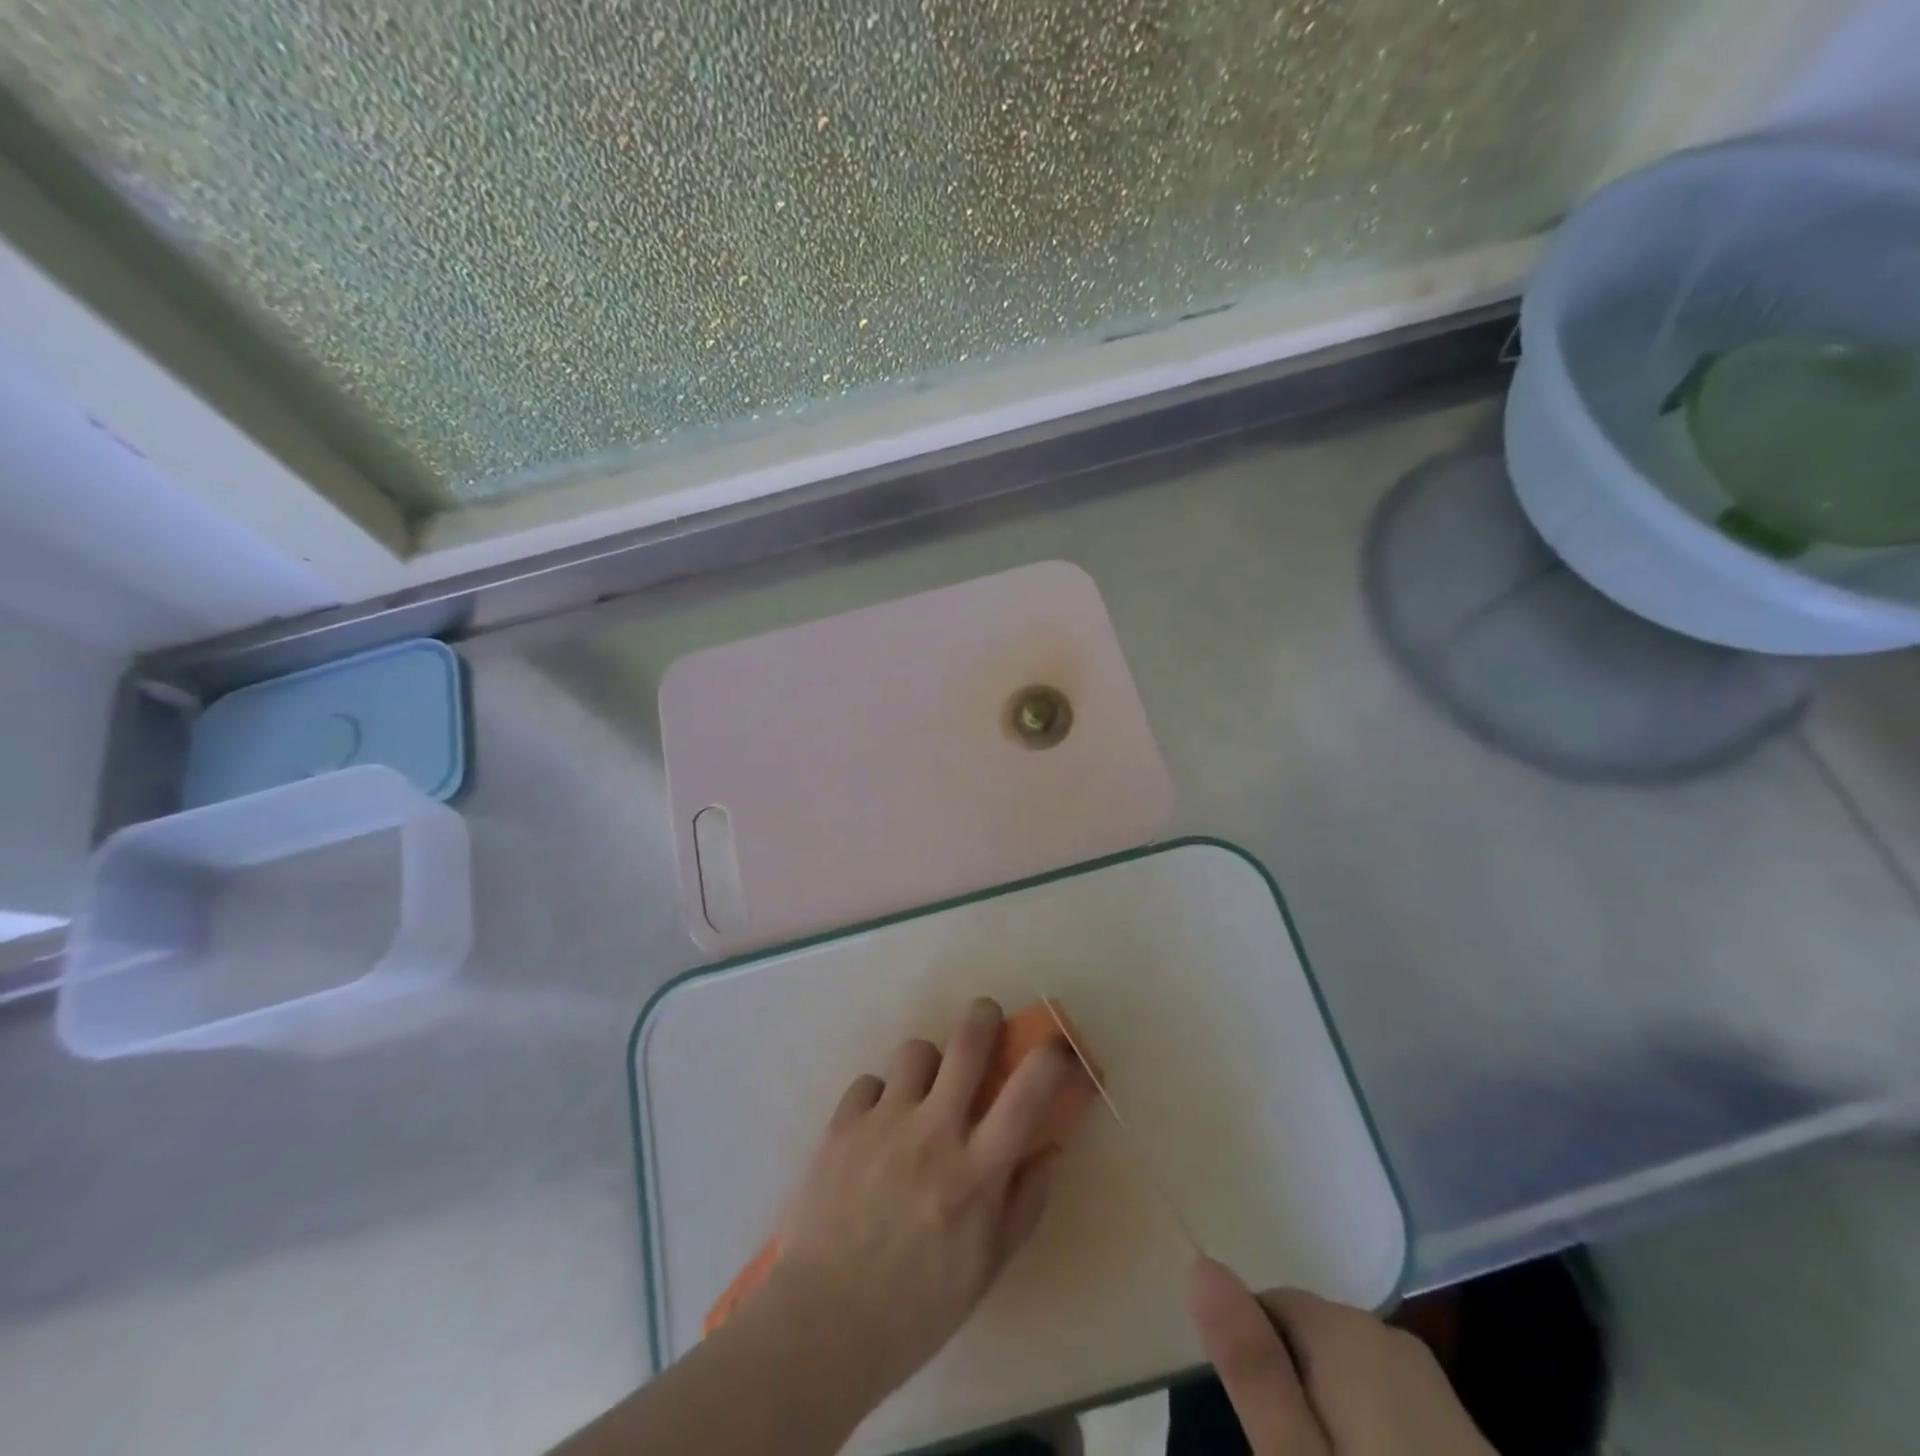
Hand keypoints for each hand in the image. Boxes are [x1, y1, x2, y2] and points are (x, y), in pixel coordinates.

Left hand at [763, 998, 1073, 1404]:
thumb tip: (1049, 1148)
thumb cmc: (916, 1308)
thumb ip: (1024, 1203)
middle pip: (968, 1041)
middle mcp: (934, 1133)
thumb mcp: (987, 1268)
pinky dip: (879, 1098)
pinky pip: (869, 1082)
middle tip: (986, 1021)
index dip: (1052, 1056)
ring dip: (927, 1066)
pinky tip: (874, 1130)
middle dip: (984, 1016)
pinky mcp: (842, 1124)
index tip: (1058, 1047)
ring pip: (916, 1051)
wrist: (822, 1325)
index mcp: (977, 1172)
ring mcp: (884, 1122)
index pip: (1028, 1091)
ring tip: (920, 1093)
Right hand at [1188, 1259, 1494, 1454]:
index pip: (1265, 1304)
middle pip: (1308, 1339)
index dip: (1248, 1360)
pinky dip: (1369, 1441)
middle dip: (1289, 1391)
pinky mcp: (1463, 1437)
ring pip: (1348, 1378)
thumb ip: (1251, 1365)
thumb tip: (1201, 1264)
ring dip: (1327, 1420)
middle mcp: (1392, 1341)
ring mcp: (1436, 1390)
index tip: (1251, 1428)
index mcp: (1348, 1332)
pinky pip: (1389, 1411)